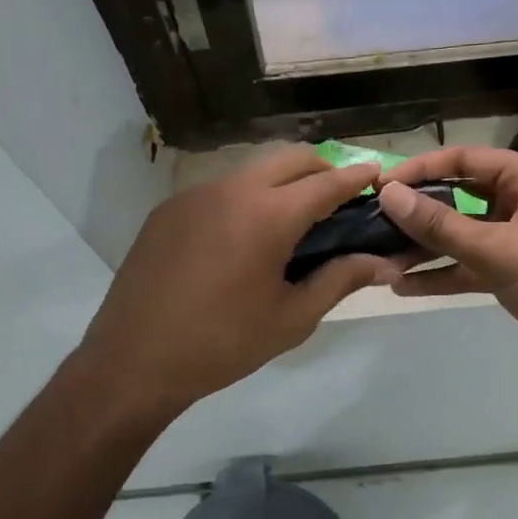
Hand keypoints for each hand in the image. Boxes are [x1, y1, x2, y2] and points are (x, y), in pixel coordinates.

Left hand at [76, 146, 395, 418]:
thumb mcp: (291, 318)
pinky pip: (219, 188)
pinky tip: (243, 236)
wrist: (133, 360)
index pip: (326, 182)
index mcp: (268, 215)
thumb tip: (384, 263)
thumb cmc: (223, 344)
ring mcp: (194, 195)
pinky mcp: (168, 209)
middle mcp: (231, 190)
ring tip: (292, 218)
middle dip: (321, 168)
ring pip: (251, 169)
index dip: (356, 177)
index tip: (377, 174)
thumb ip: (340, 280)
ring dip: (281, 180)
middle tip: (337, 198)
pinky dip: (246, 197)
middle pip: (289, 158)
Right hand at [377, 146, 517, 378]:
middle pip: (458, 196)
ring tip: (381, 257)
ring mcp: (516, 237)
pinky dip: (442, 274)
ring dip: (424, 247)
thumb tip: (389, 194)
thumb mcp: (498, 249)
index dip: (420, 168)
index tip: (381, 185)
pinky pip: (469, 265)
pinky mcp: (512, 271)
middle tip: (373, 221)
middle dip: (418, 211)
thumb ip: (441, 224)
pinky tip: (404, 286)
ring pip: (460, 234)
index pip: (463, 160)